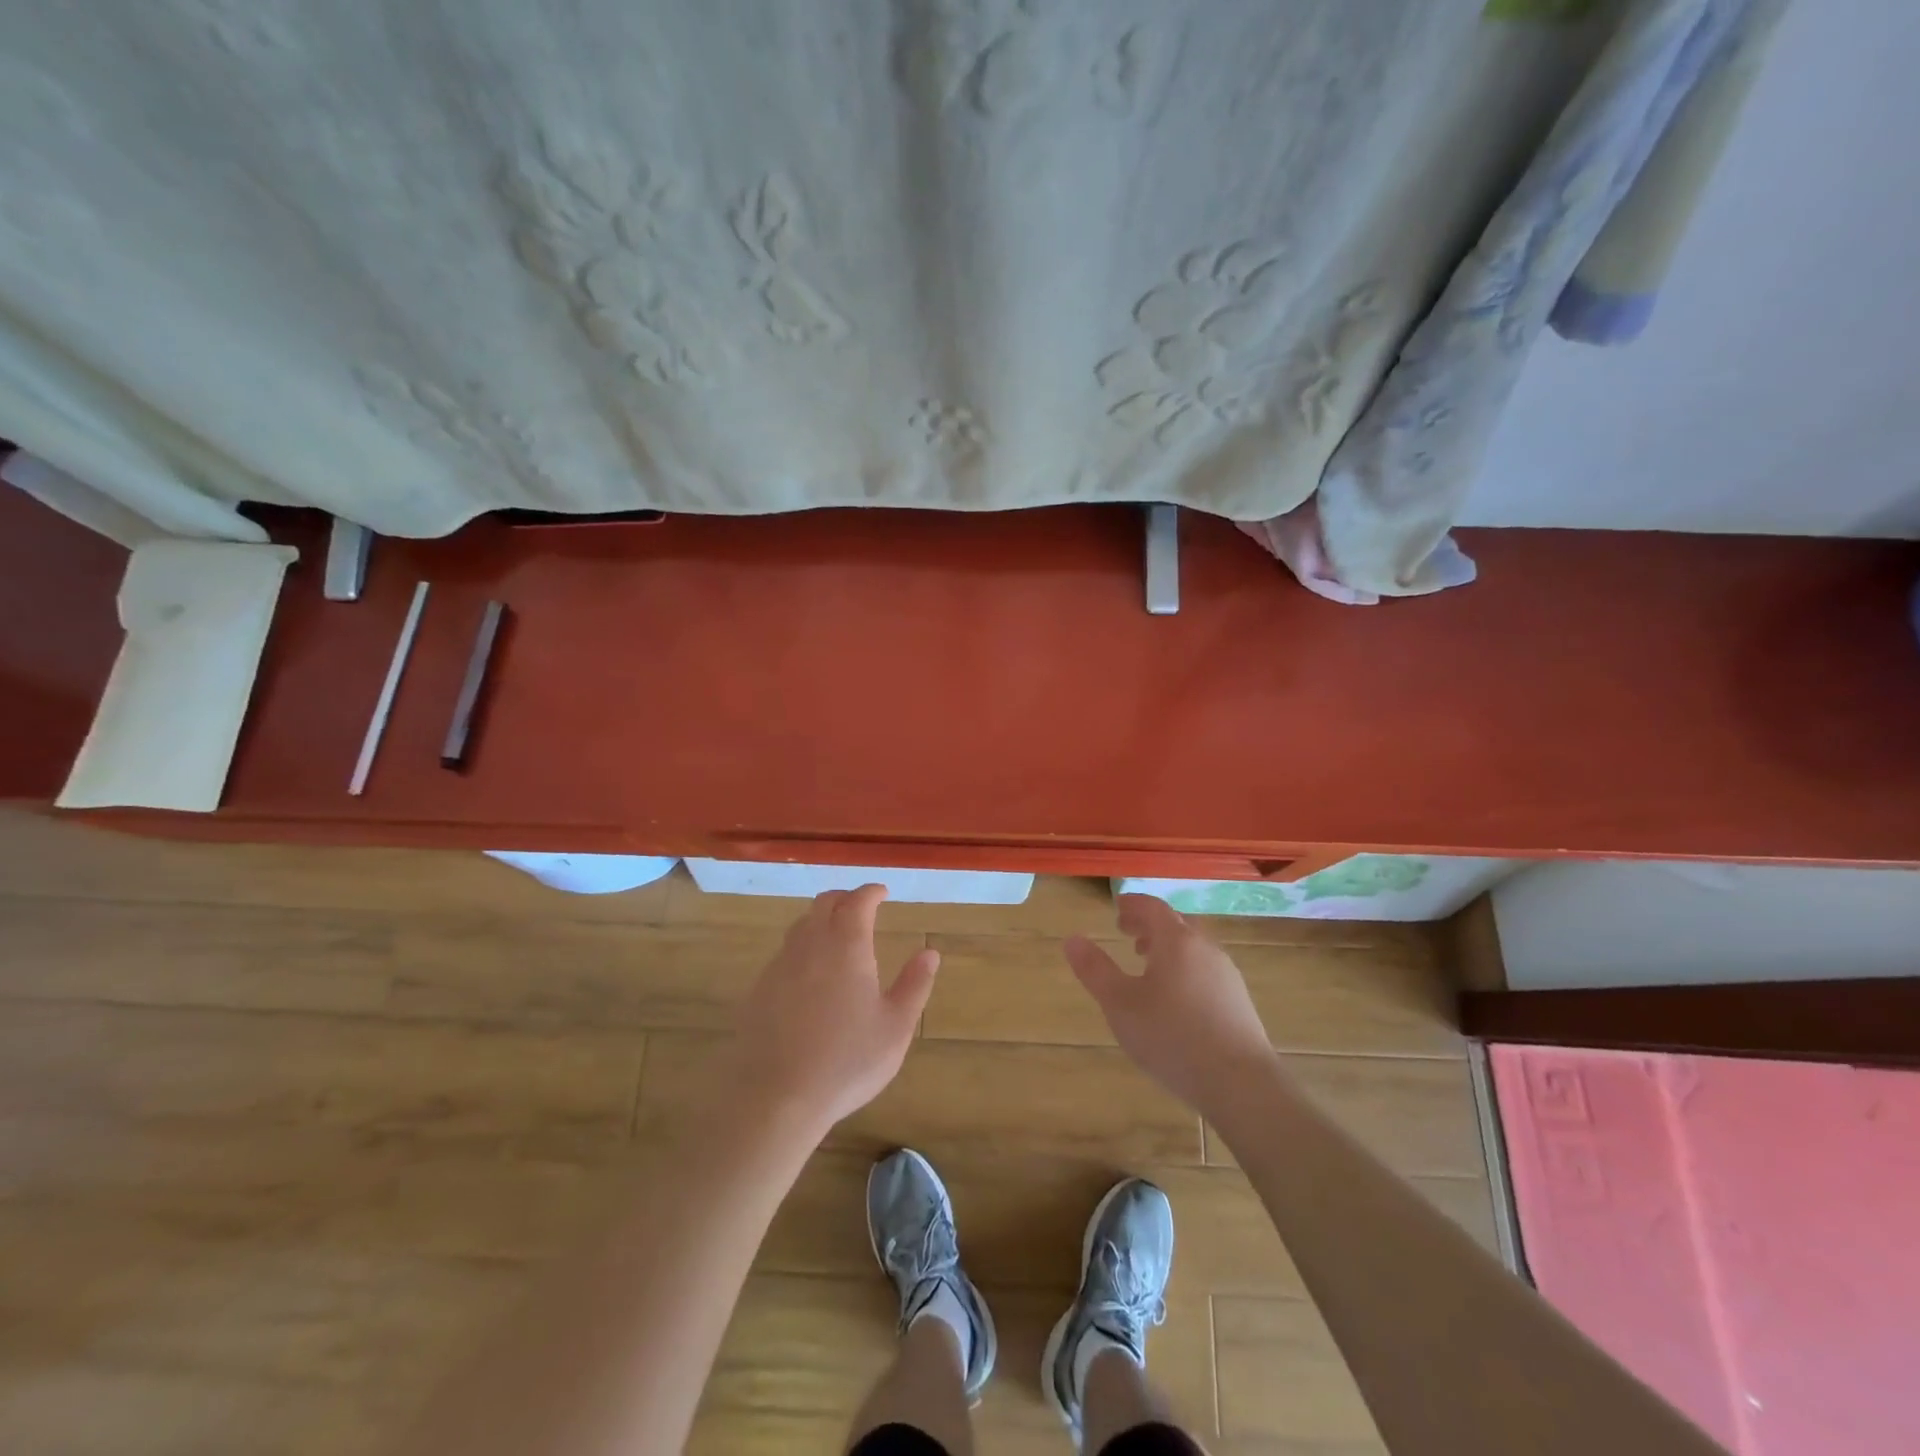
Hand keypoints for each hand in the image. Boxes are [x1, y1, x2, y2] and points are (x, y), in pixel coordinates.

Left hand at [724, 885, 938, 1137]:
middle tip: (861, 907)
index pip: (858, 901)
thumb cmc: (846, 1061)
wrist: (776, 1096)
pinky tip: (809, 975)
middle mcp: (811, 945)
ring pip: (801, 925)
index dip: (872, 892)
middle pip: (824, 903)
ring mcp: (780, 966)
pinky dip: (802, 949)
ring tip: (836, 936)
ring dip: (821, 920)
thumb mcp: (895, 1027)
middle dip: (845, 898)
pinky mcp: (759, 989)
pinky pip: (784, 954)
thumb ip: (915, 985)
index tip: (883, 892)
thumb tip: (930, 952)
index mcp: (847, 946)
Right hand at [1064, 894, 1277, 1116]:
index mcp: (1176, 941)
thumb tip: (1072, 939)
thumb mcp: (1120, 1004)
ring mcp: (1227, 975)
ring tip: (1148, 965)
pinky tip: (1176, 998)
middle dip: (1150, 925)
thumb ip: (1095, 970)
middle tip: (1127, 933)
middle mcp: (1205, 949)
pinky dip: (1185, 968)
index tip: (1117, 907)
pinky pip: (1206, 970)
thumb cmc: (1172, 1037)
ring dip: (1168, 947)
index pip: (1153, 907)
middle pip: (1176, 924)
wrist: (1241, 1084)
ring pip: (1194, 948)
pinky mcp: (1239, 1002)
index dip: (1133, 904)